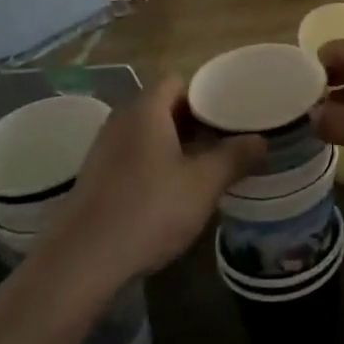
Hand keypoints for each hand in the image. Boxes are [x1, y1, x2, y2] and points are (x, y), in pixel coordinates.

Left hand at [38, 80, 264, 300]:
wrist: (82, 260)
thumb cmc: (149, 210)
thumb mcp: (203, 184)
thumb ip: (234, 157)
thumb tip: (260, 140)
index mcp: (145, 110)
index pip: (177, 82)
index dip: (205, 95)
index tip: (230, 116)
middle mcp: (120, 121)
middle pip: (162, 108)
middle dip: (195, 123)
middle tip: (225, 143)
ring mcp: (103, 151)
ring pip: (147, 136)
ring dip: (175, 147)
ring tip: (204, 170)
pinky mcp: (95, 179)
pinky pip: (132, 158)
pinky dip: (154, 167)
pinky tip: (171, 195)